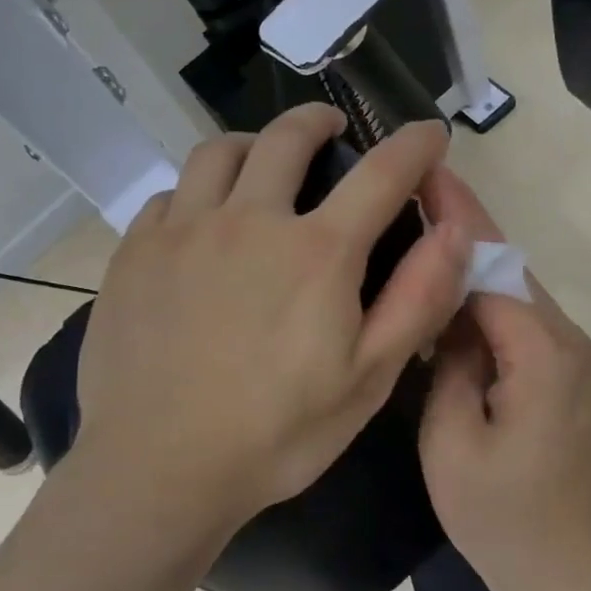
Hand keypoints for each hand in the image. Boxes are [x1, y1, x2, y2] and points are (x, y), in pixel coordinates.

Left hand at [74, 104, 470, 539]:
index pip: (381, 173)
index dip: (414, 145)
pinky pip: (170, 195)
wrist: (157, 469)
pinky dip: (198, 192)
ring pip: (218, 152)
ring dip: (252, 146)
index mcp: (316, 251)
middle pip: (287, 138)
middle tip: (332, 128)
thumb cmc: (276, 434)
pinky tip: (202, 223)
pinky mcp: (135, 252)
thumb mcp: (368, 379)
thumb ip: (418, 298)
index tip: (429, 131)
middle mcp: (249, 220)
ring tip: (263, 165)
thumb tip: (455, 230)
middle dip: (319, 121)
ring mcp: (183, 230)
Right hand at [419, 168, 590, 590]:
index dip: (458, 218)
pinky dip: (486, 301)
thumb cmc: (502, 519)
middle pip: (510, 270)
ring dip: (472, 264)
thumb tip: (451, 316)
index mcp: (543, 355)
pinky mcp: (572, 376)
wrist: (569, 573)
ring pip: (517, 292)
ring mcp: (578, 359)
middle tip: (412, 192)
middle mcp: (571, 343)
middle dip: (463, 229)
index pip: (494, 267)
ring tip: (422, 230)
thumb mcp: (450, 442)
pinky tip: (449, 294)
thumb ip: (447, 363)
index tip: (427, 171)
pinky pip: (524, 321)